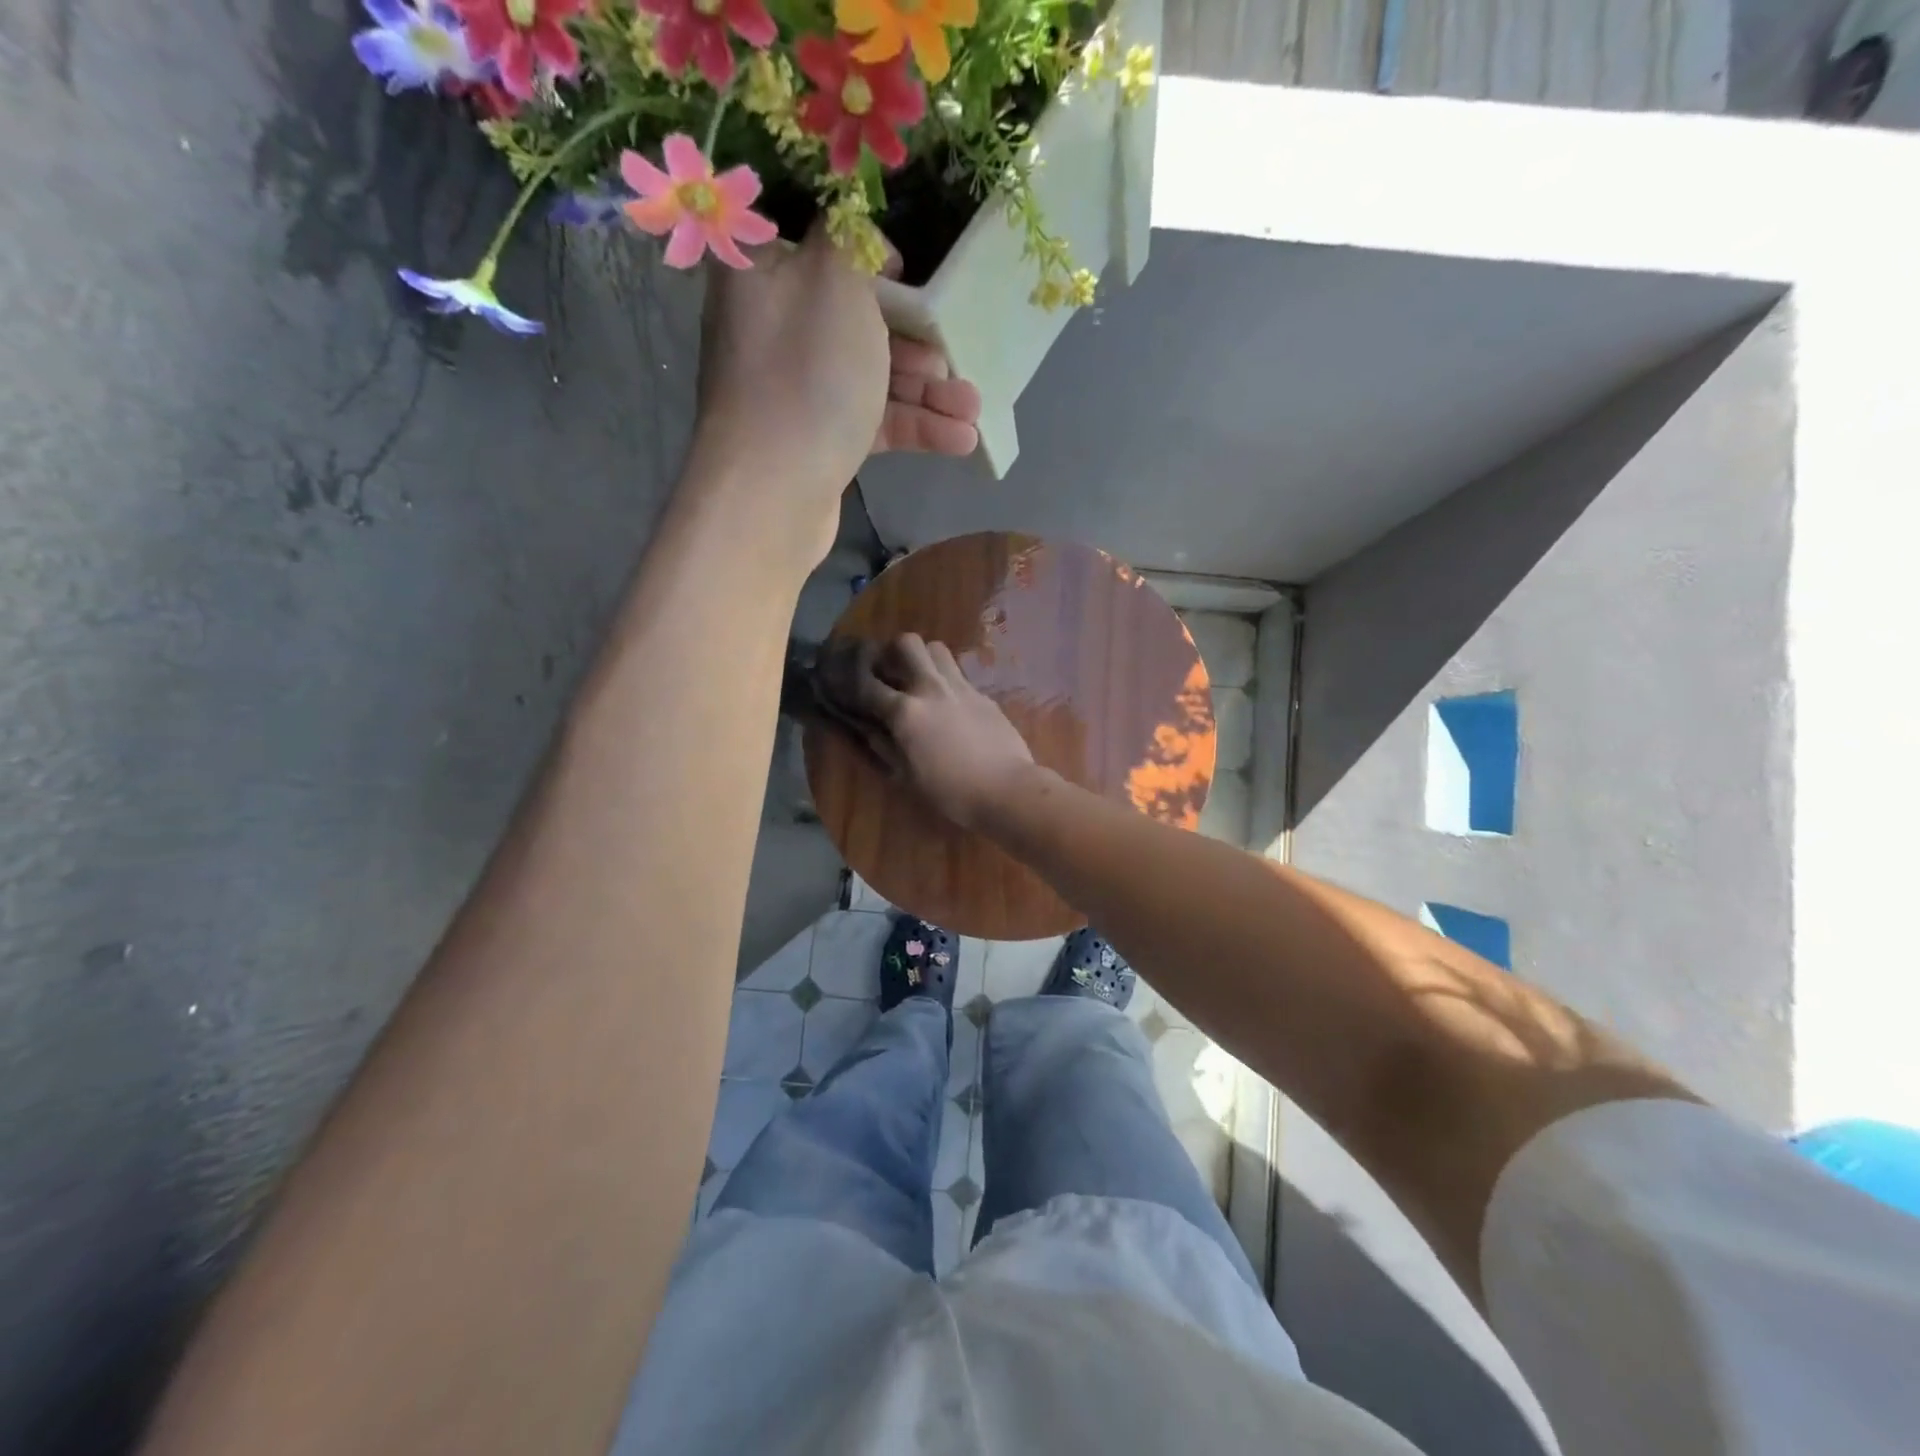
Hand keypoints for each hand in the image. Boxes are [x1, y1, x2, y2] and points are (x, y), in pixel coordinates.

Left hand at [688, 227, 981, 562]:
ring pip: (870, 376)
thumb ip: (849, 238)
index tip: (906, 274)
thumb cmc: (806, 376)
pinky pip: (871, 420)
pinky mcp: (817, 440)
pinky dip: (913, 427)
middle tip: (952, 357)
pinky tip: (960, 440)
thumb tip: (854, 229)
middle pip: (855, 319)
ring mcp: (795, 390)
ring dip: (927, 392)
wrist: (771, 495)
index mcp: (763, 275)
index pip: (816, 246)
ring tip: (974, 409)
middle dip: (915, 340)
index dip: (866, 255)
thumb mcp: (834, 281)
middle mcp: (774, 329)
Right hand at [835, 634, 1037, 830]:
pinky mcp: (983, 694)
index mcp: (906, 712)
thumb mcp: (908, 776)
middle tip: (890, 671)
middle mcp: (931, 689)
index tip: (841, 676)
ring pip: (937, 648)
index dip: (849, 677)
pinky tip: (949, 702)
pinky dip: (947, 679)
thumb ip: (885, 747)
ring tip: (920, 678)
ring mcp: (961, 688)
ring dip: (923, 658)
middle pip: (908, 643)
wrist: (1007, 789)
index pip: (867, 684)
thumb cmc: (951, 792)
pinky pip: (959, 674)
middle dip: (893, 651)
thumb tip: (869, 730)